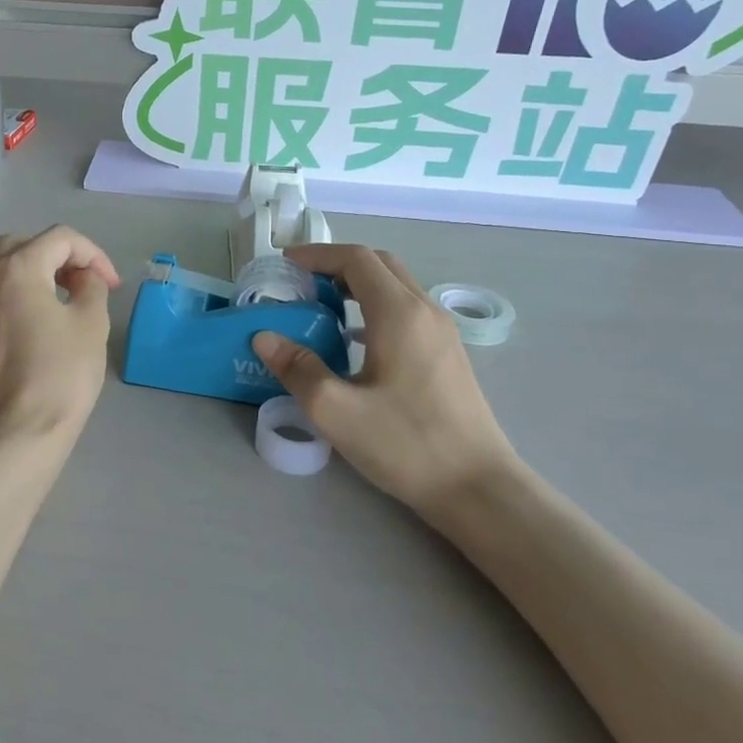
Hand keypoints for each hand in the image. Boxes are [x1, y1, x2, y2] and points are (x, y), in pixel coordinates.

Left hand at [0, 227, 119, 449]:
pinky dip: (13, 300)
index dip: (93, 255)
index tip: (112, 284)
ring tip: (57, 302)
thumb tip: (83, 278)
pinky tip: (32, 330)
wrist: (16, 434)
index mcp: (18, 269)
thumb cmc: (60, 375)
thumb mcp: (92, 324)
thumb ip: (91, 287)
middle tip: (83, 284)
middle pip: (22, 246)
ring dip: (31, 275)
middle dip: (57, 256)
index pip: (60, 239)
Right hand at [254, 245, 522, 517]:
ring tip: (322, 308)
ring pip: (396, 288)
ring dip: (357, 286)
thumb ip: (297, 368)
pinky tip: (354, 342)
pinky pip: (407, 312)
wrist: (477, 487)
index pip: (356, 259)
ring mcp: (442, 333)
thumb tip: (265, 338)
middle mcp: (425, 311)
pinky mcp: (448, 355)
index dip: (317, 255)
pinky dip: (375, 308)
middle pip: (380, 265)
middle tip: (301, 283)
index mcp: (399, 313)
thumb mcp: (336, 410)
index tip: (285, 264)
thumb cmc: (405, 443)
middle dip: (337, 265)